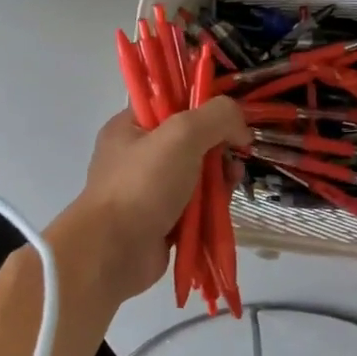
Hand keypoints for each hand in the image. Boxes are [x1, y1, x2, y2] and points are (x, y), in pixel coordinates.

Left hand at [58, 97, 248, 298]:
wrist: (115, 251)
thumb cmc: (143, 184)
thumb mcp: (182, 135)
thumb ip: (217, 117)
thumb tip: (241, 127)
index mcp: (130, 127)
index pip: (170, 104)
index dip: (203, 107)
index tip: (229, 119)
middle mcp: (137, 156)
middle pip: (190, 142)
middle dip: (218, 147)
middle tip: (235, 156)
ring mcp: (149, 191)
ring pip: (196, 176)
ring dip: (219, 178)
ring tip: (232, 182)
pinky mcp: (162, 221)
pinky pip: (195, 206)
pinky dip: (211, 206)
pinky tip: (223, 207)